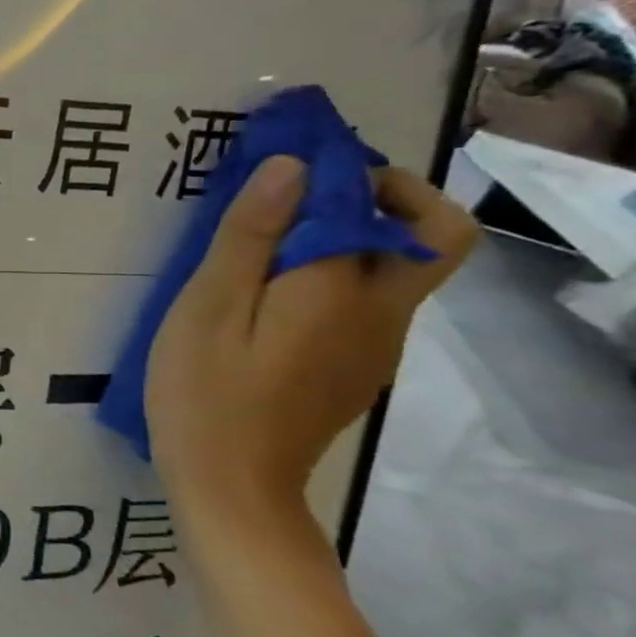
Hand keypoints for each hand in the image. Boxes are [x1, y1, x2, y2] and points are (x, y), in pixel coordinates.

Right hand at [146, 155, 476, 528]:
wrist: (230, 485)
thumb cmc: (204, 391)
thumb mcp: (208, 308)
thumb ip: (249, 237)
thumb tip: (292, 167)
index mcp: (342, 293)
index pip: (368, 203)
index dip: (336, 165)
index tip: (287, 151)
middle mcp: (383, 314)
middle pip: (431, 234)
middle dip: (382, 192)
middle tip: (305, 189)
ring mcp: (377, 345)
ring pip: (397, 266)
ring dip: (351, 232)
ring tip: (264, 236)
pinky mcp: (358, 366)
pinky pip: (368, 300)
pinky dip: (336, 272)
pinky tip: (268, 291)